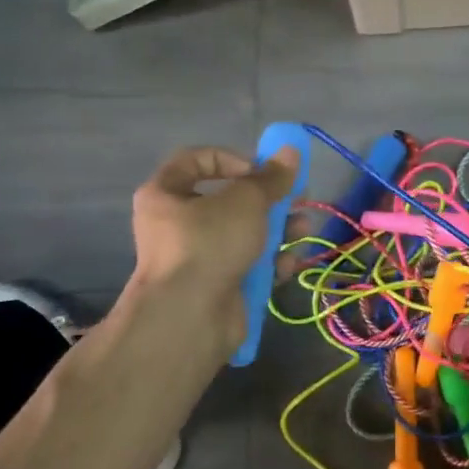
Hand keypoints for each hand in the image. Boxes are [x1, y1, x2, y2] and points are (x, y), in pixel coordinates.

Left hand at [128, 145, 298, 345]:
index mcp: (165, 194)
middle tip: (297, 200)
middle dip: (268, 201)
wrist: (190, 317)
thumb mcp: (246, 200)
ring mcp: (198, 259)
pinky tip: (288, 264)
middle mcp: (176, 225)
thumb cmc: (209, 243)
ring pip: (243, 236)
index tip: (260, 170)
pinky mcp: (217, 287)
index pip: (195, 161)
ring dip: (278, 231)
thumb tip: (291, 151)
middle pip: (228, 202)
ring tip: (303, 230)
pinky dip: (269, 264)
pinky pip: (247, 267)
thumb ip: (271, 177)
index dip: (231, 159)